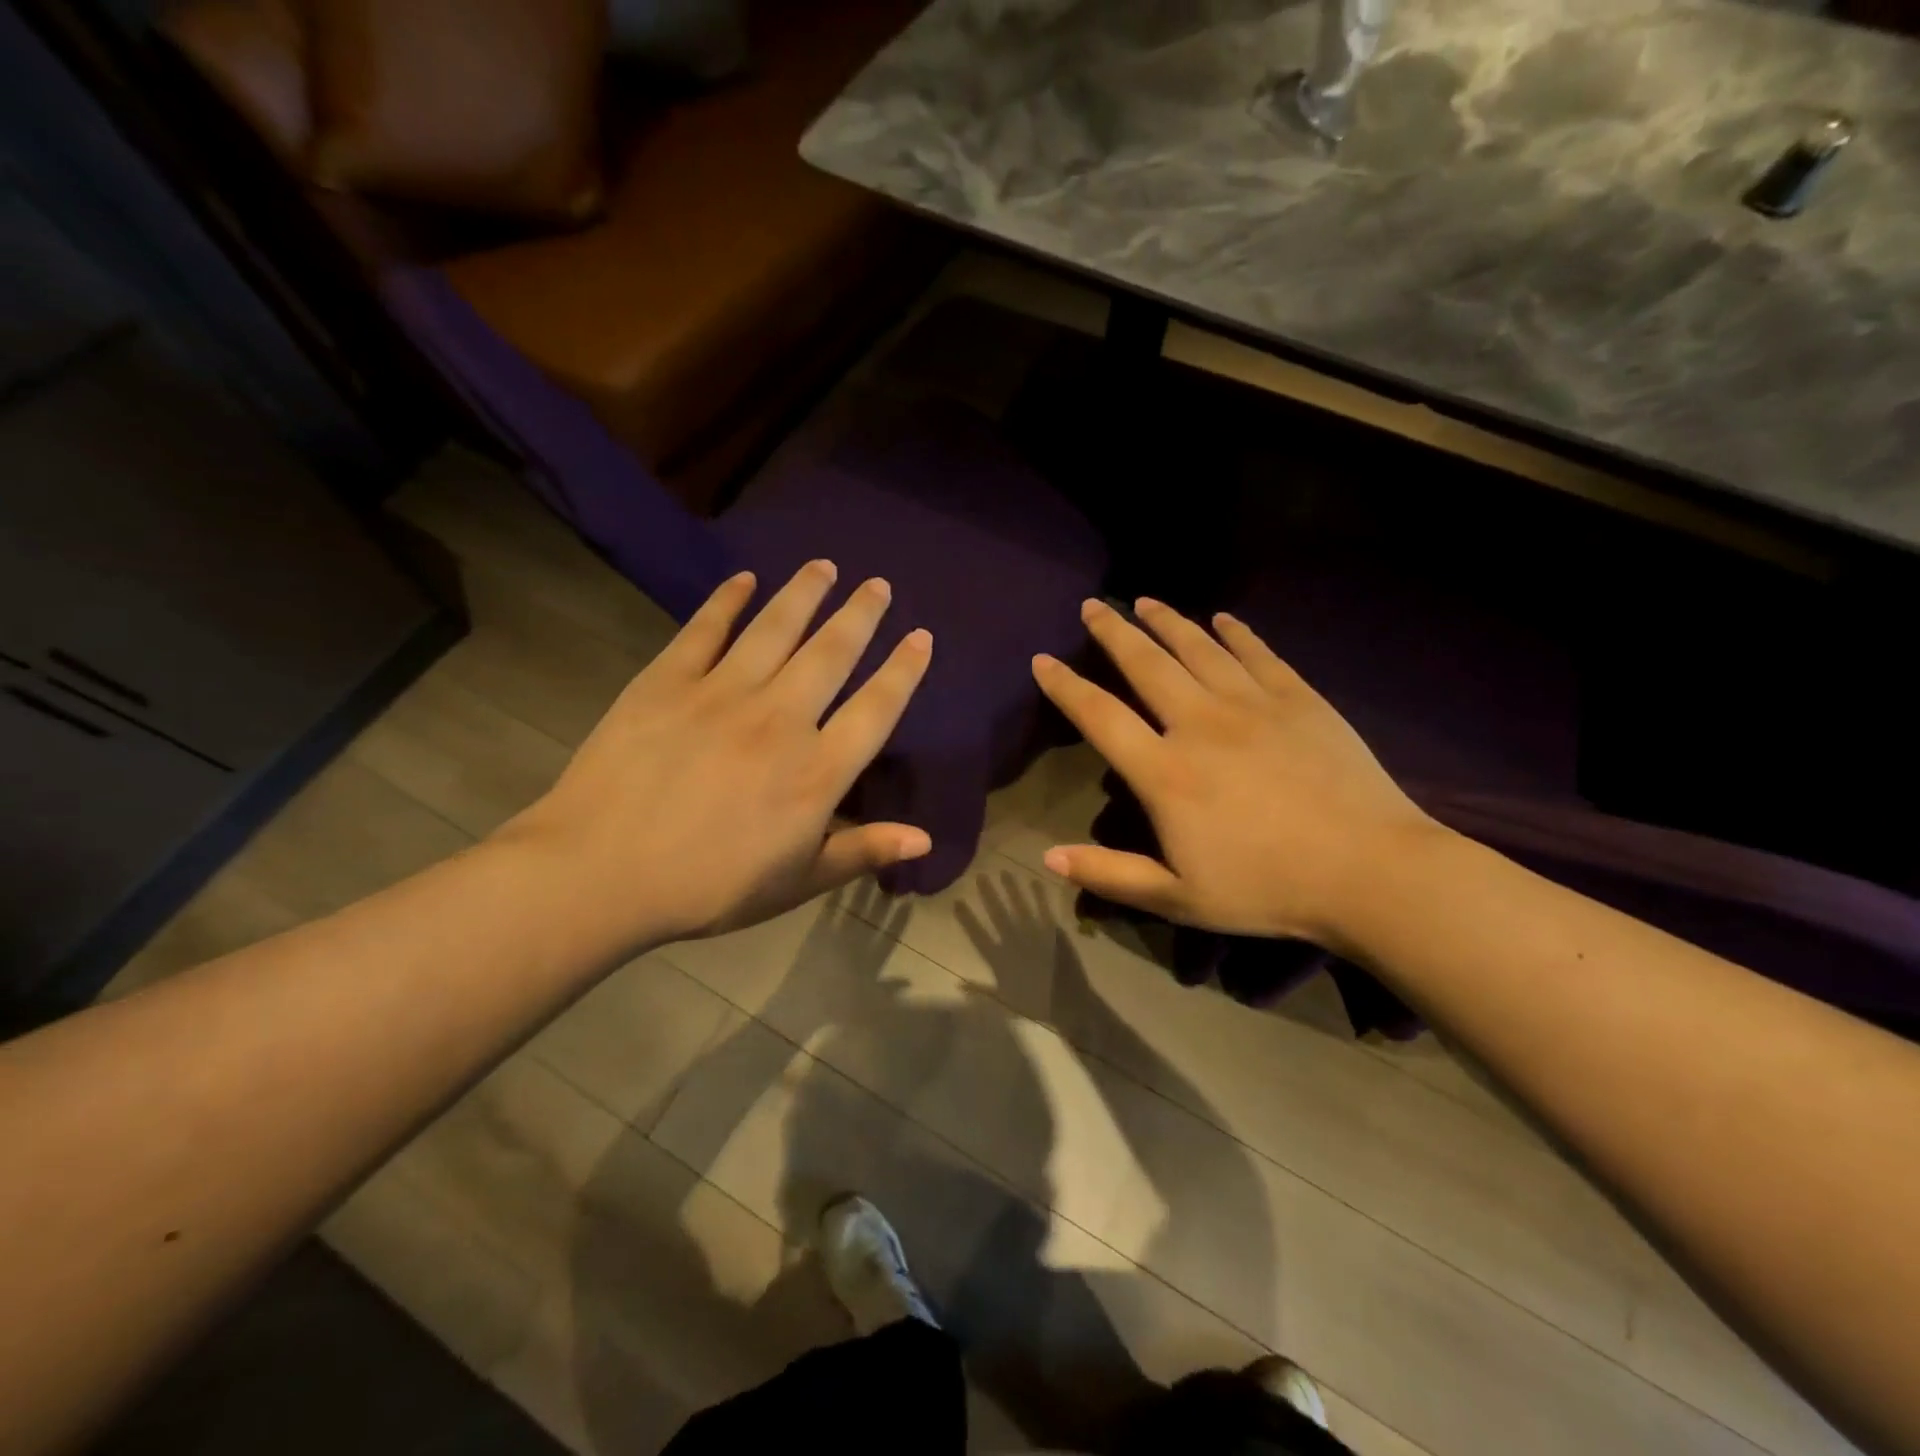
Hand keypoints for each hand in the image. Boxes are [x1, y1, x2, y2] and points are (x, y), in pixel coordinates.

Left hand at [501, 562, 932, 952]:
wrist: (600, 874)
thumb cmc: (709, 887)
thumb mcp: (797, 881)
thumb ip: (862, 851)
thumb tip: (925, 839)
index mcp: (816, 771)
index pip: (876, 708)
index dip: (903, 670)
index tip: (921, 636)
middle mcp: (780, 719)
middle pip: (832, 653)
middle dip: (861, 614)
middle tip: (878, 584)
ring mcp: (722, 693)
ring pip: (775, 629)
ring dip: (804, 593)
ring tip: (825, 566)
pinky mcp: (667, 681)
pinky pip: (705, 630)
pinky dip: (727, 601)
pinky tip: (744, 579)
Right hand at [1031, 598, 1438, 950]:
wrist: (1370, 872)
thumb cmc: (1267, 889)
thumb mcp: (1177, 898)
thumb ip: (1109, 874)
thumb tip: (1048, 856)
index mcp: (1165, 772)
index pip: (1100, 717)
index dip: (1066, 686)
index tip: (1043, 660)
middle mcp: (1200, 724)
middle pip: (1147, 664)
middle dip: (1113, 632)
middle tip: (1092, 606)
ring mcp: (1253, 705)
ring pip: (1199, 648)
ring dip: (1167, 621)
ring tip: (1145, 600)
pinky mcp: (1299, 699)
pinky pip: (1258, 654)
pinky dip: (1236, 633)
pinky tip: (1223, 618)